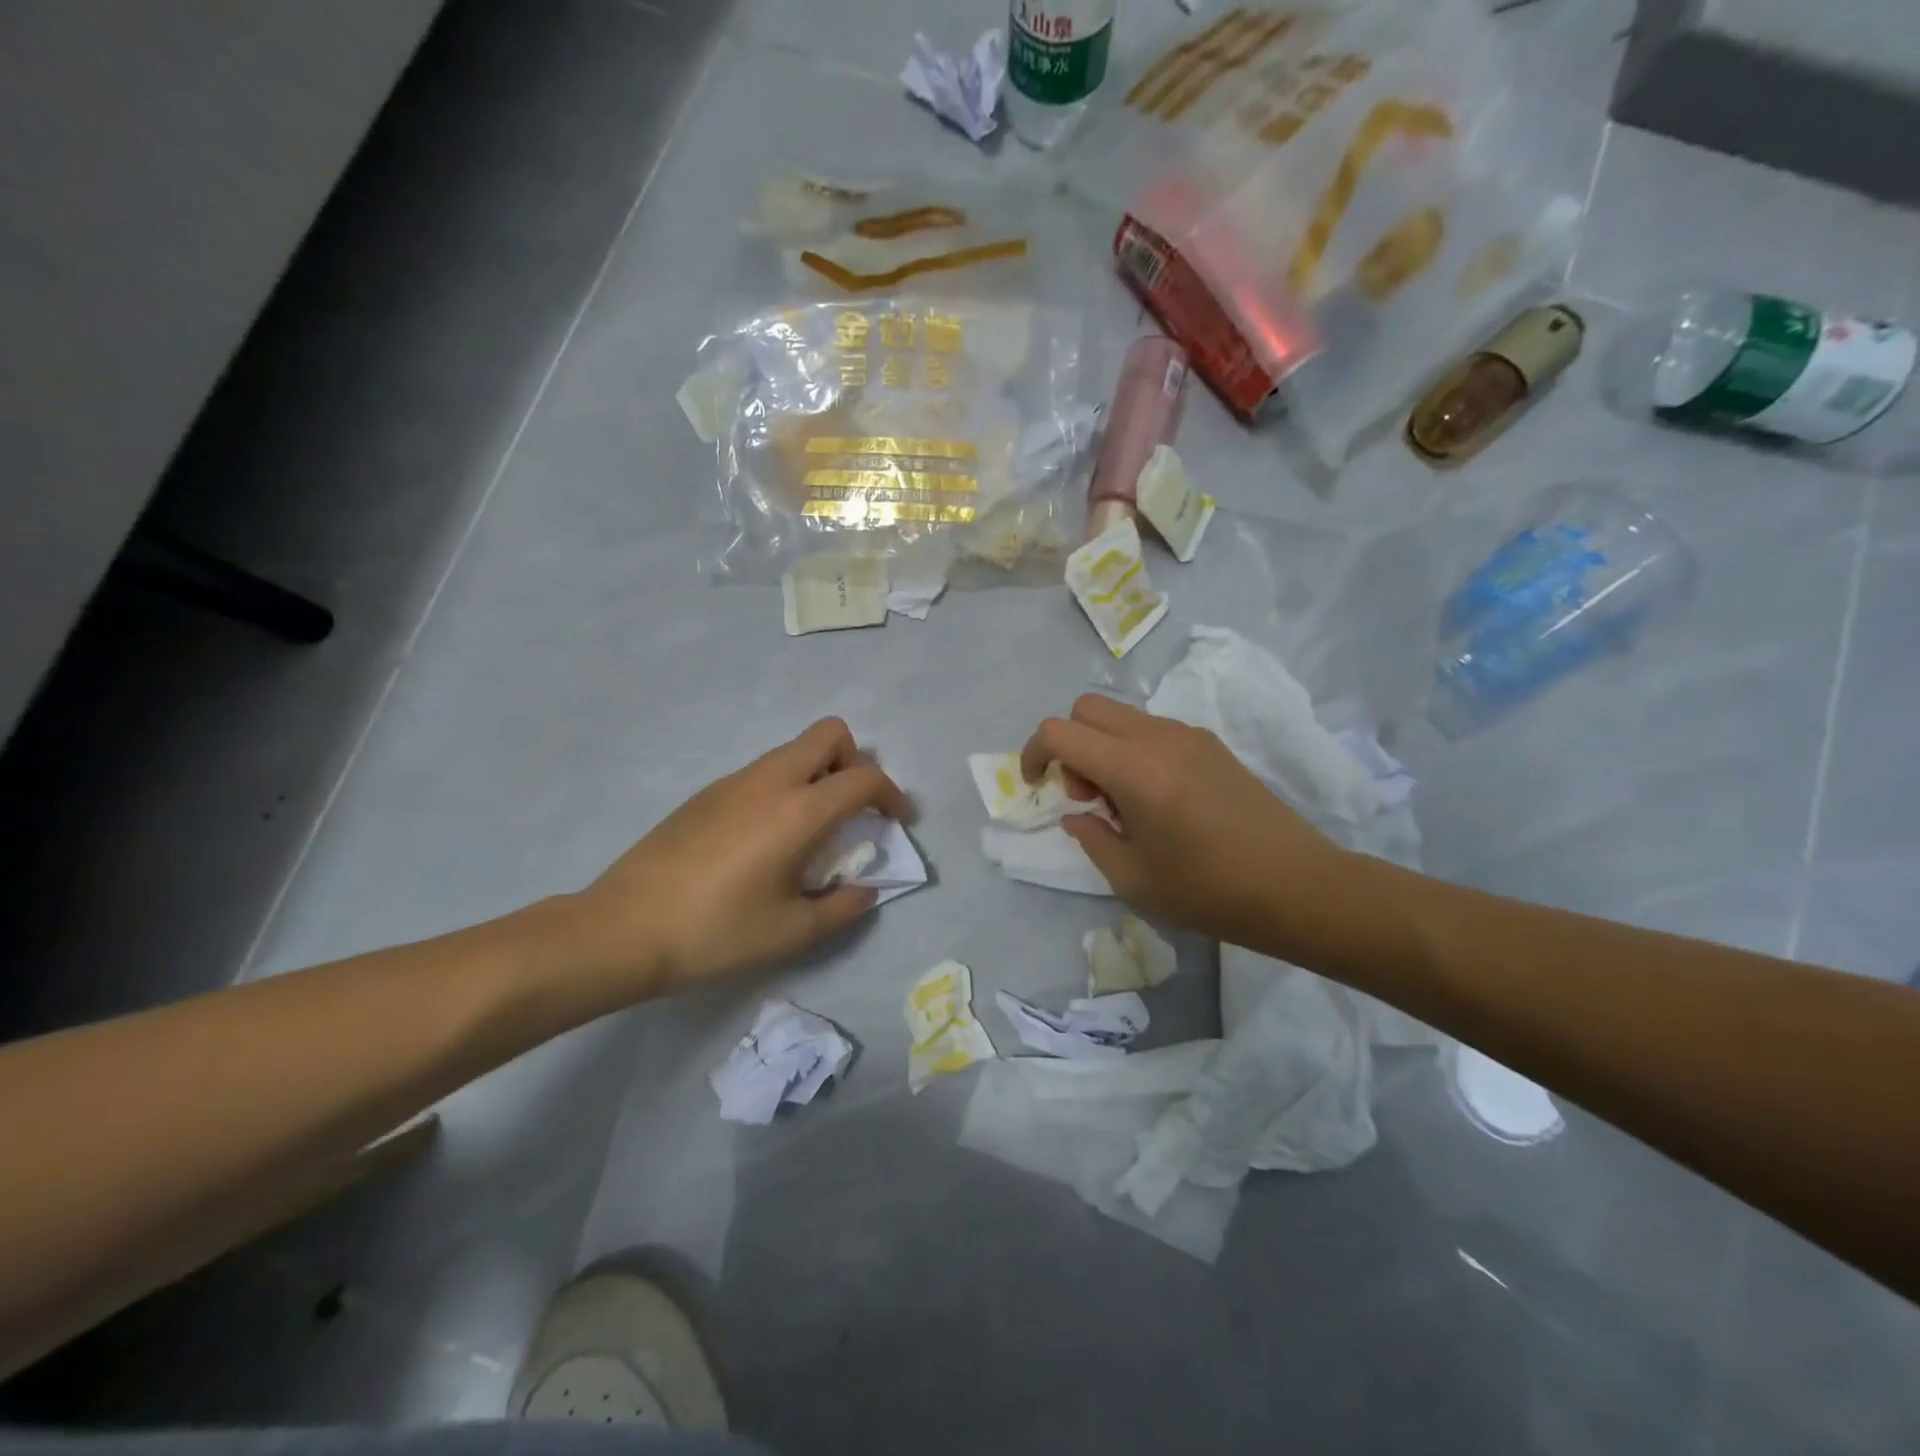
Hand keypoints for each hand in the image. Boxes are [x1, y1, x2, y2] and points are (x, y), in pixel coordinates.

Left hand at [562, 718, 910, 1000]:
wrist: (621, 929)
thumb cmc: (715, 932)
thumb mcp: (791, 932)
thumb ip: (842, 908)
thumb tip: (865, 891)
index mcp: (798, 811)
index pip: (864, 778)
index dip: (892, 795)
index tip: (896, 822)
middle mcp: (769, 781)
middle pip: (829, 734)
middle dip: (855, 762)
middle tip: (853, 810)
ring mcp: (733, 781)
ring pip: (793, 750)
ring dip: (818, 775)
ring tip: (812, 831)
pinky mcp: (706, 793)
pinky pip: (763, 771)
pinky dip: (785, 787)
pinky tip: (766, 840)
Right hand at [1020, 695, 1347, 951]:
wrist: (1297, 886)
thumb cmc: (1209, 890)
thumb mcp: (1132, 879)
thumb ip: (1091, 838)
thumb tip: (1077, 816)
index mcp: (1134, 769)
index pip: (1060, 731)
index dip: (1034, 753)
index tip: (1037, 786)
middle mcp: (1159, 737)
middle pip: (1088, 708)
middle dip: (1070, 744)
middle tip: (1087, 795)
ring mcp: (1189, 735)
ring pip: (1121, 716)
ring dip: (1103, 747)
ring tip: (1124, 804)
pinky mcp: (1211, 744)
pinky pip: (1153, 730)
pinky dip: (1134, 750)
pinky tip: (1157, 799)